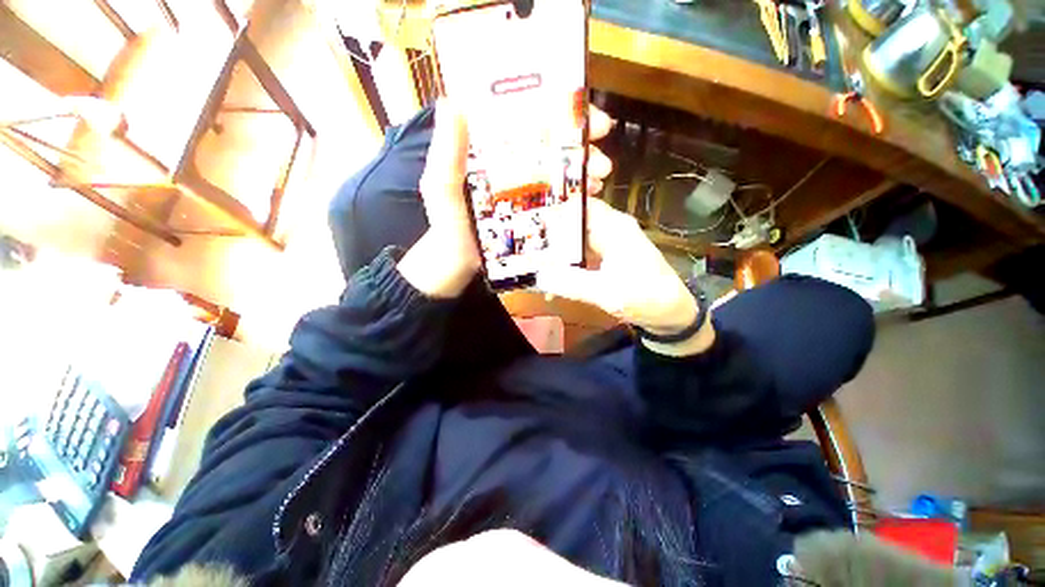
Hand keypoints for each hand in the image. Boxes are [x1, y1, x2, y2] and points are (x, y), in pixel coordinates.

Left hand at [399, 100, 615, 297]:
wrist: (457, 266)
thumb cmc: (447, 226)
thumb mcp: (442, 189)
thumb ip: (446, 154)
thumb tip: (454, 102)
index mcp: (490, 151)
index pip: (526, 118)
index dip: (556, 109)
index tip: (585, 113)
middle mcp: (512, 165)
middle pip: (551, 143)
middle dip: (581, 142)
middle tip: (600, 155)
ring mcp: (525, 190)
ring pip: (560, 170)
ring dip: (584, 169)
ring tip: (599, 178)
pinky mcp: (533, 213)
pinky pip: (559, 198)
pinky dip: (576, 194)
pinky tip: (590, 197)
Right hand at [536, 199, 714, 355]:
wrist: (672, 314)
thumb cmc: (646, 298)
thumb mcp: (607, 292)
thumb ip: (572, 283)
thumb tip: (539, 276)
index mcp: (614, 227)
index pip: (580, 205)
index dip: (556, 209)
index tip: (530, 221)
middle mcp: (612, 229)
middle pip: (576, 220)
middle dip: (551, 229)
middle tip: (524, 241)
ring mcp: (611, 243)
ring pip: (578, 236)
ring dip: (558, 245)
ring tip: (532, 254)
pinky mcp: (609, 257)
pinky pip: (583, 251)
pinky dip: (568, 257)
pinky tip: (553, 268)